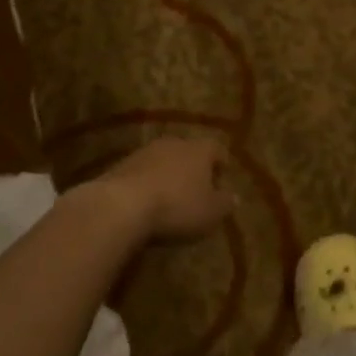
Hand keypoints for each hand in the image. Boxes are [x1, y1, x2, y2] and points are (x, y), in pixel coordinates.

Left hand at [86, 137, 237, 244]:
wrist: (122, 205)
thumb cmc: (177, 206)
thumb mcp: (210, 213)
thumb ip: (224, 204)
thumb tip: (234, 197)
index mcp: (200, 150)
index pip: (217, 149)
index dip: (222, 162)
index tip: (223, 176)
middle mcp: (174, 142)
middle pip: (189, 151)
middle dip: (194, 167)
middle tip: (197, 188)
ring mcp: (146, 151)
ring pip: (164, 159)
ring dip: (168, 174)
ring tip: (170, 197)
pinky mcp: (122, 164)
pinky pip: (143, 171)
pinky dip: (148, 183)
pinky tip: (146, 202)